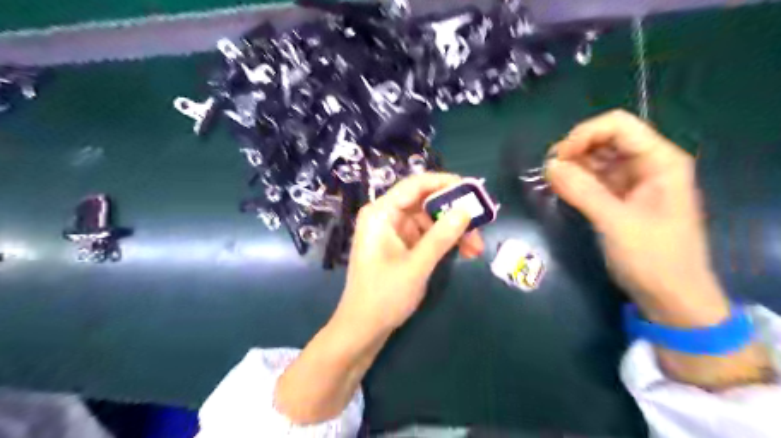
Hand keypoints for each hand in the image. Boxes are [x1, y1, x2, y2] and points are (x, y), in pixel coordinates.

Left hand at [273, 173, 482, 422]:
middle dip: (453, 214)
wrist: (363, 329)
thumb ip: (442, 236)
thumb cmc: (384, 296)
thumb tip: (467, 210)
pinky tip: (462, 252)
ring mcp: (393, 231)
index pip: (416, 185)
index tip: (474, 190)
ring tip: (476, 249)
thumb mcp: (417, 265)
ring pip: (429, 220)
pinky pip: (426, 235)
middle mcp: (386, 216)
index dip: (445, 183)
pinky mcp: (400, 245)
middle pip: (425, 202)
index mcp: (381, 213)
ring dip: (453, 231)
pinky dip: (444, 241)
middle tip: (481, 226)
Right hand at [544, 110, 729, 328]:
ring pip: (597, 158)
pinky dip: (576, 181)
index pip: (618, 126)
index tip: (557, 159)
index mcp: (660, 161)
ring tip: (551, 181)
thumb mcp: (615, 222)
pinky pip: (595, 178)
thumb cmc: (653, 258)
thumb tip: (548, 165)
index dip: (584, 135)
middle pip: (605, 139)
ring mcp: (634, 181)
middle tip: (548, 172)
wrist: (671, 297)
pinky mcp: (621, 197)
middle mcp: (648, 164)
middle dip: (575, 150)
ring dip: (573, 166)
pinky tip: (561, 189)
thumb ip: (581, 190)